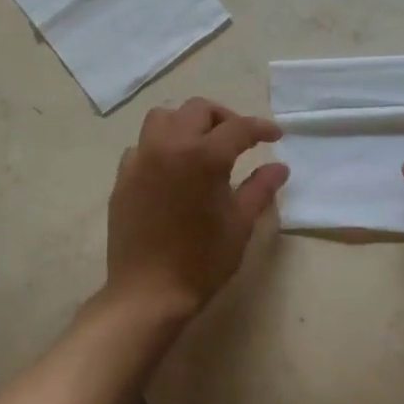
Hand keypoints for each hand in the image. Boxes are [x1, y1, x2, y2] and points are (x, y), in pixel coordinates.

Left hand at [105, 98, 288, 317]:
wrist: (148, 293)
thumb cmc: (201, 260)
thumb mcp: (240, 224)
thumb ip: (260, 189)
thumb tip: (280, 167)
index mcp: (203, 156)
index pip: (238, 128)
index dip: (261, 128)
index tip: (275, 136)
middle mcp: (169, 146)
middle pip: (198, 109)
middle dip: (224, 118)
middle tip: (240, 140)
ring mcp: (141, 159)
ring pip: (163, 118)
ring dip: (187, 122)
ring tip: (202, 145)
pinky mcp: (123, 176)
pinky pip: (142, 145)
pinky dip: (161, 145)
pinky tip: (172, 169)